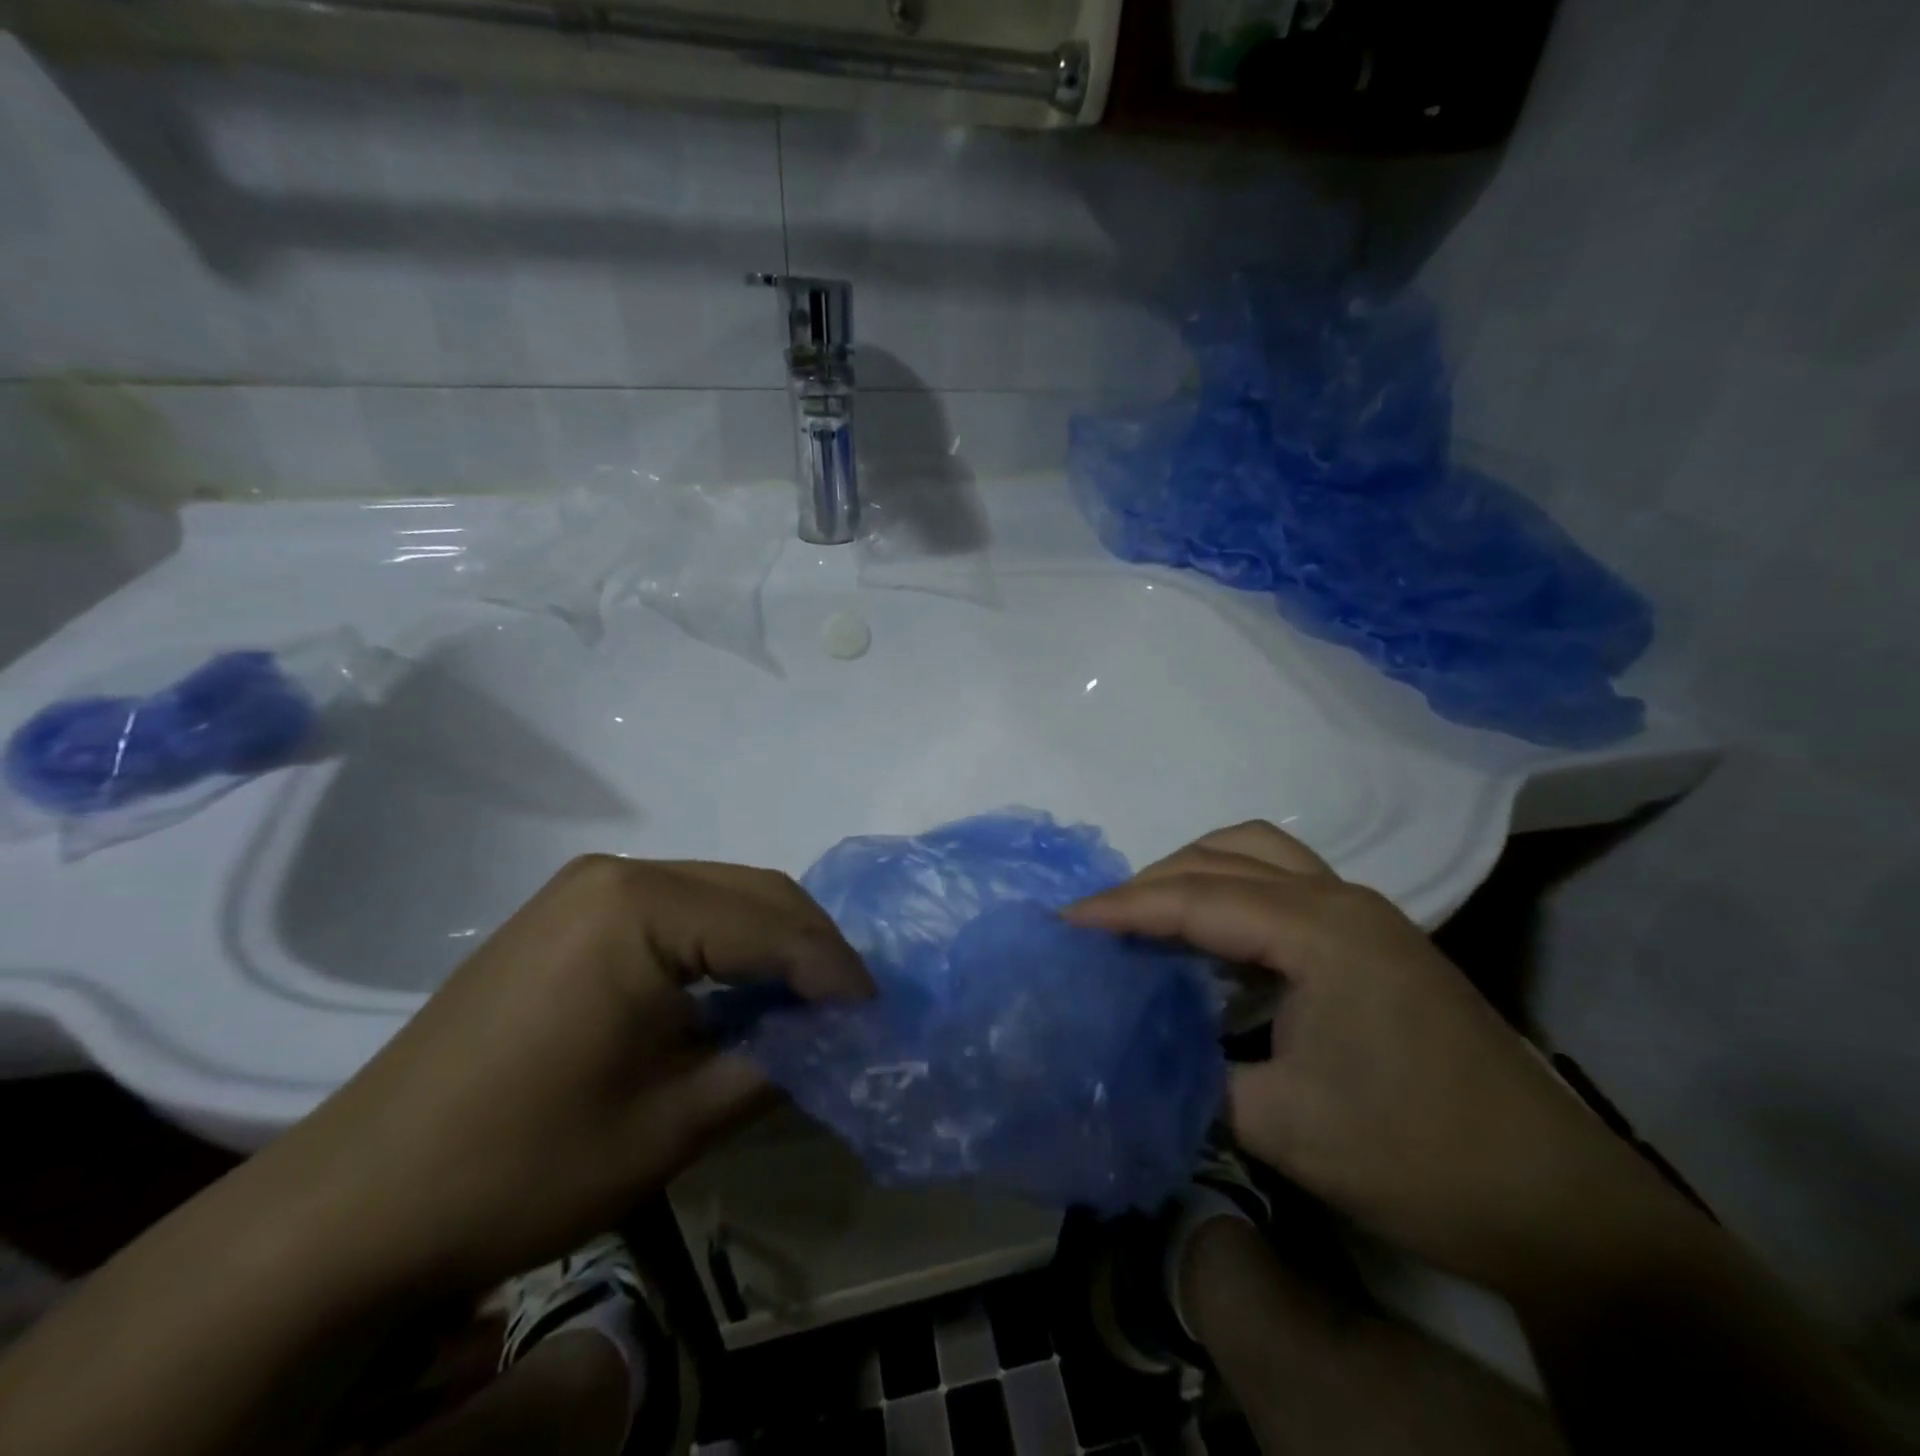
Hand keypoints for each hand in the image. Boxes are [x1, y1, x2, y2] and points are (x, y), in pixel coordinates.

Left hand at [256, 855, 871, 1296]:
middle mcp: (617, 873)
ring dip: (772, 945)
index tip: (878, 1016)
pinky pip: (677, 913)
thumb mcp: (673, 1124)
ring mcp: (587, 890)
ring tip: (807, 1004)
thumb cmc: (522, 1163)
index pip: (772, 924)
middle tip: (851, 1008)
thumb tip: (838, 1038)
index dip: (835, 971)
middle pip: (751, 892)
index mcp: (640, 906)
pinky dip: (725, 948)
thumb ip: (774, 1064)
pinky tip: (740, 993)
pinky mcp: (569, 915)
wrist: (355, 1203)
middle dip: (811, 948)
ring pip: (719, 897)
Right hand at [1066, 822, 1679, 1293]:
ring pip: (1258, 854)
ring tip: (1148, 915)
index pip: (1195, 900)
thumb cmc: (1415, 1158)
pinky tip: (1212, 936)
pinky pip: (1284, 883)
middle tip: (1100, 922)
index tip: (1062, 920)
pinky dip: (1232, 891)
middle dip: (1151, 881)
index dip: (1121, 908)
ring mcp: (1366, 913)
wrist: (1556, 1204)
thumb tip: (1135, 1047)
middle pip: (1223, 858)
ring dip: (1195, 872)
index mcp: (1320, 931)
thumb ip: (1192, 1072)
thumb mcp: (1279, 1125)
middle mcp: (1341, 900)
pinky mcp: (1377, 938)